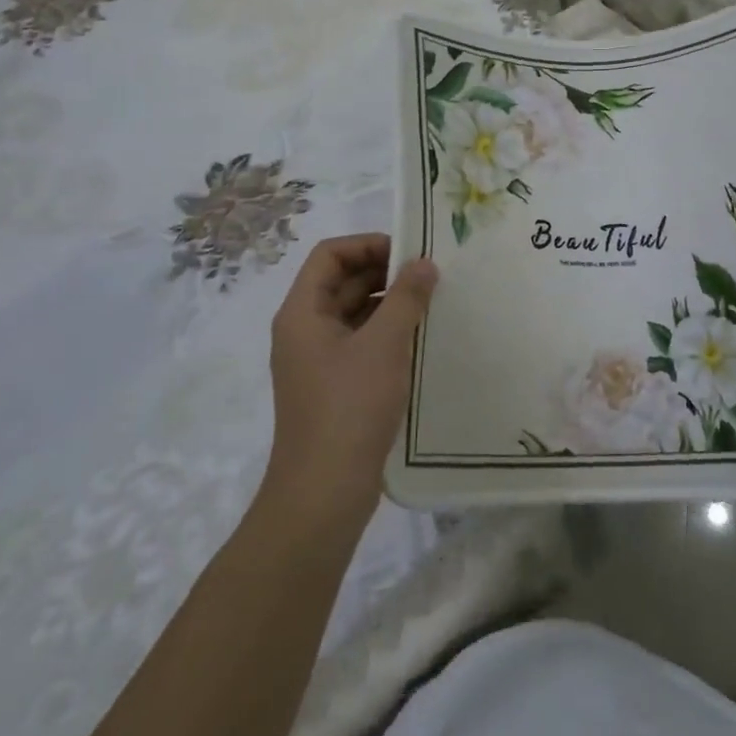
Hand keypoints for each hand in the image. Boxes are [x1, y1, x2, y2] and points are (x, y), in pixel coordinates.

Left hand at [267, 234, 436, 520]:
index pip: (330, 255)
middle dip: (385, 272)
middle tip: (431, 274)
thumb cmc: (350, 406)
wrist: (324, 492)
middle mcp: (304, 330)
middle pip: (342, 281)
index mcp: (302, 312)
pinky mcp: (334, 385)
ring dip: (390, 303)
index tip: (410, 251)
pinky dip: (388, 333)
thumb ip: (406, 297)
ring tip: (433, 303)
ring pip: (355, 313)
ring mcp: (318, 360)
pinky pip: (361, 342)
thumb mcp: (384, 344)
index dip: (368, 244)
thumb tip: (424, 263)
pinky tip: (421, 339)